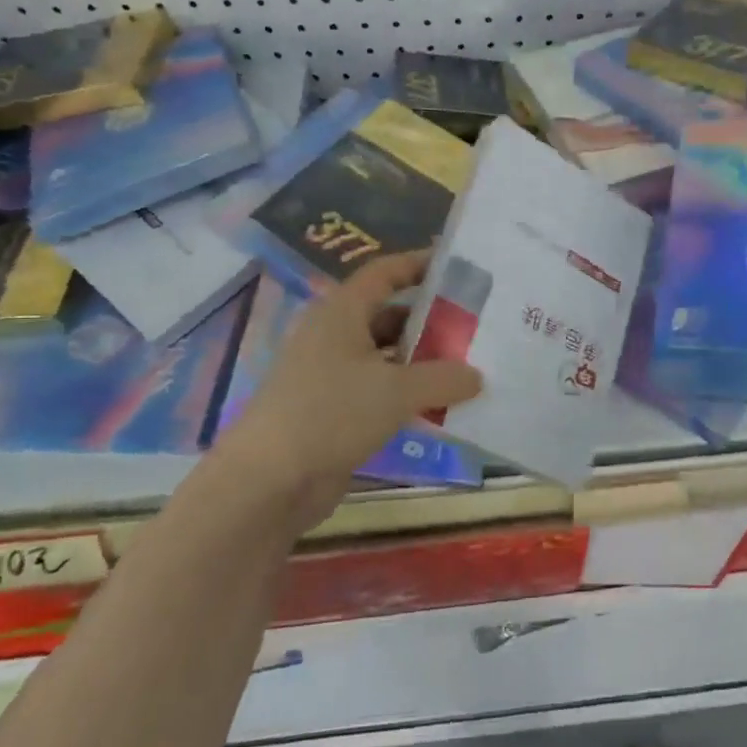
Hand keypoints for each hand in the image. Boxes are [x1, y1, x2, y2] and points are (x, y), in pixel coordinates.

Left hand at [208, 251, 481, 520]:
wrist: (269, 481)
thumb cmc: (331, 414)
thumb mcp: (397, 391)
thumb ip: (443, 378)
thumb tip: (477, 376)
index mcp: (341, 313)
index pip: (384, 273)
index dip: (419, 264)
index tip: (458, 267)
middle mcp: (333, 336)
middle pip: (388, 315)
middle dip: (430, 320)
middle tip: (475, 327)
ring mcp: (330, 375)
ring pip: (385, 356)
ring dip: (421, 362)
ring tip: (467, 368)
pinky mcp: (332, 411)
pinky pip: (378, 391)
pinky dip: (406, 394)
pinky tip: (438, 406)